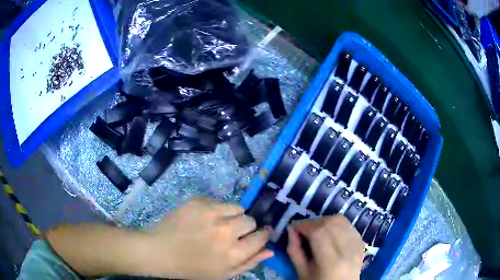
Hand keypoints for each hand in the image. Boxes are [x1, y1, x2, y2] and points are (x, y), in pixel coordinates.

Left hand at [143, 198, 272, 279]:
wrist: (160, 251)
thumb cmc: (192, 268)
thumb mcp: (223, 274)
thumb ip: (249, 263)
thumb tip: (270, 251)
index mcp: (232, 254)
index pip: (260, 237)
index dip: (261, 235)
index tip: (258, 234)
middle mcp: (225, 232)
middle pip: (250, 220)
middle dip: (246, 227)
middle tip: (232, 233)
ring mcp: (210, 214)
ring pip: (237, 208)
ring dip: (233, 216)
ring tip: (219, 224)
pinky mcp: (198, 202)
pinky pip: (219, 202)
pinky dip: (217, 210)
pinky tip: (204, 219)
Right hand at [287, 216, 364, 279]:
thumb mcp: (301, 271)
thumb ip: (294, 250)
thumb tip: (291, 229)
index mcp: (331, 261)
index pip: (319, 233)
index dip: (304, 225)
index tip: (293, 227)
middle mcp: (347, 250)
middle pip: (331, 223)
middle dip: (313, 223)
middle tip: (304, 230)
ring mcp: (357, 245)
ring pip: (341, 220)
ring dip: (325, 221)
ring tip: (317, 230)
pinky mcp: (361, 242)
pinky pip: (348, 225)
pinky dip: (336, 225)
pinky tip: (330, 233)